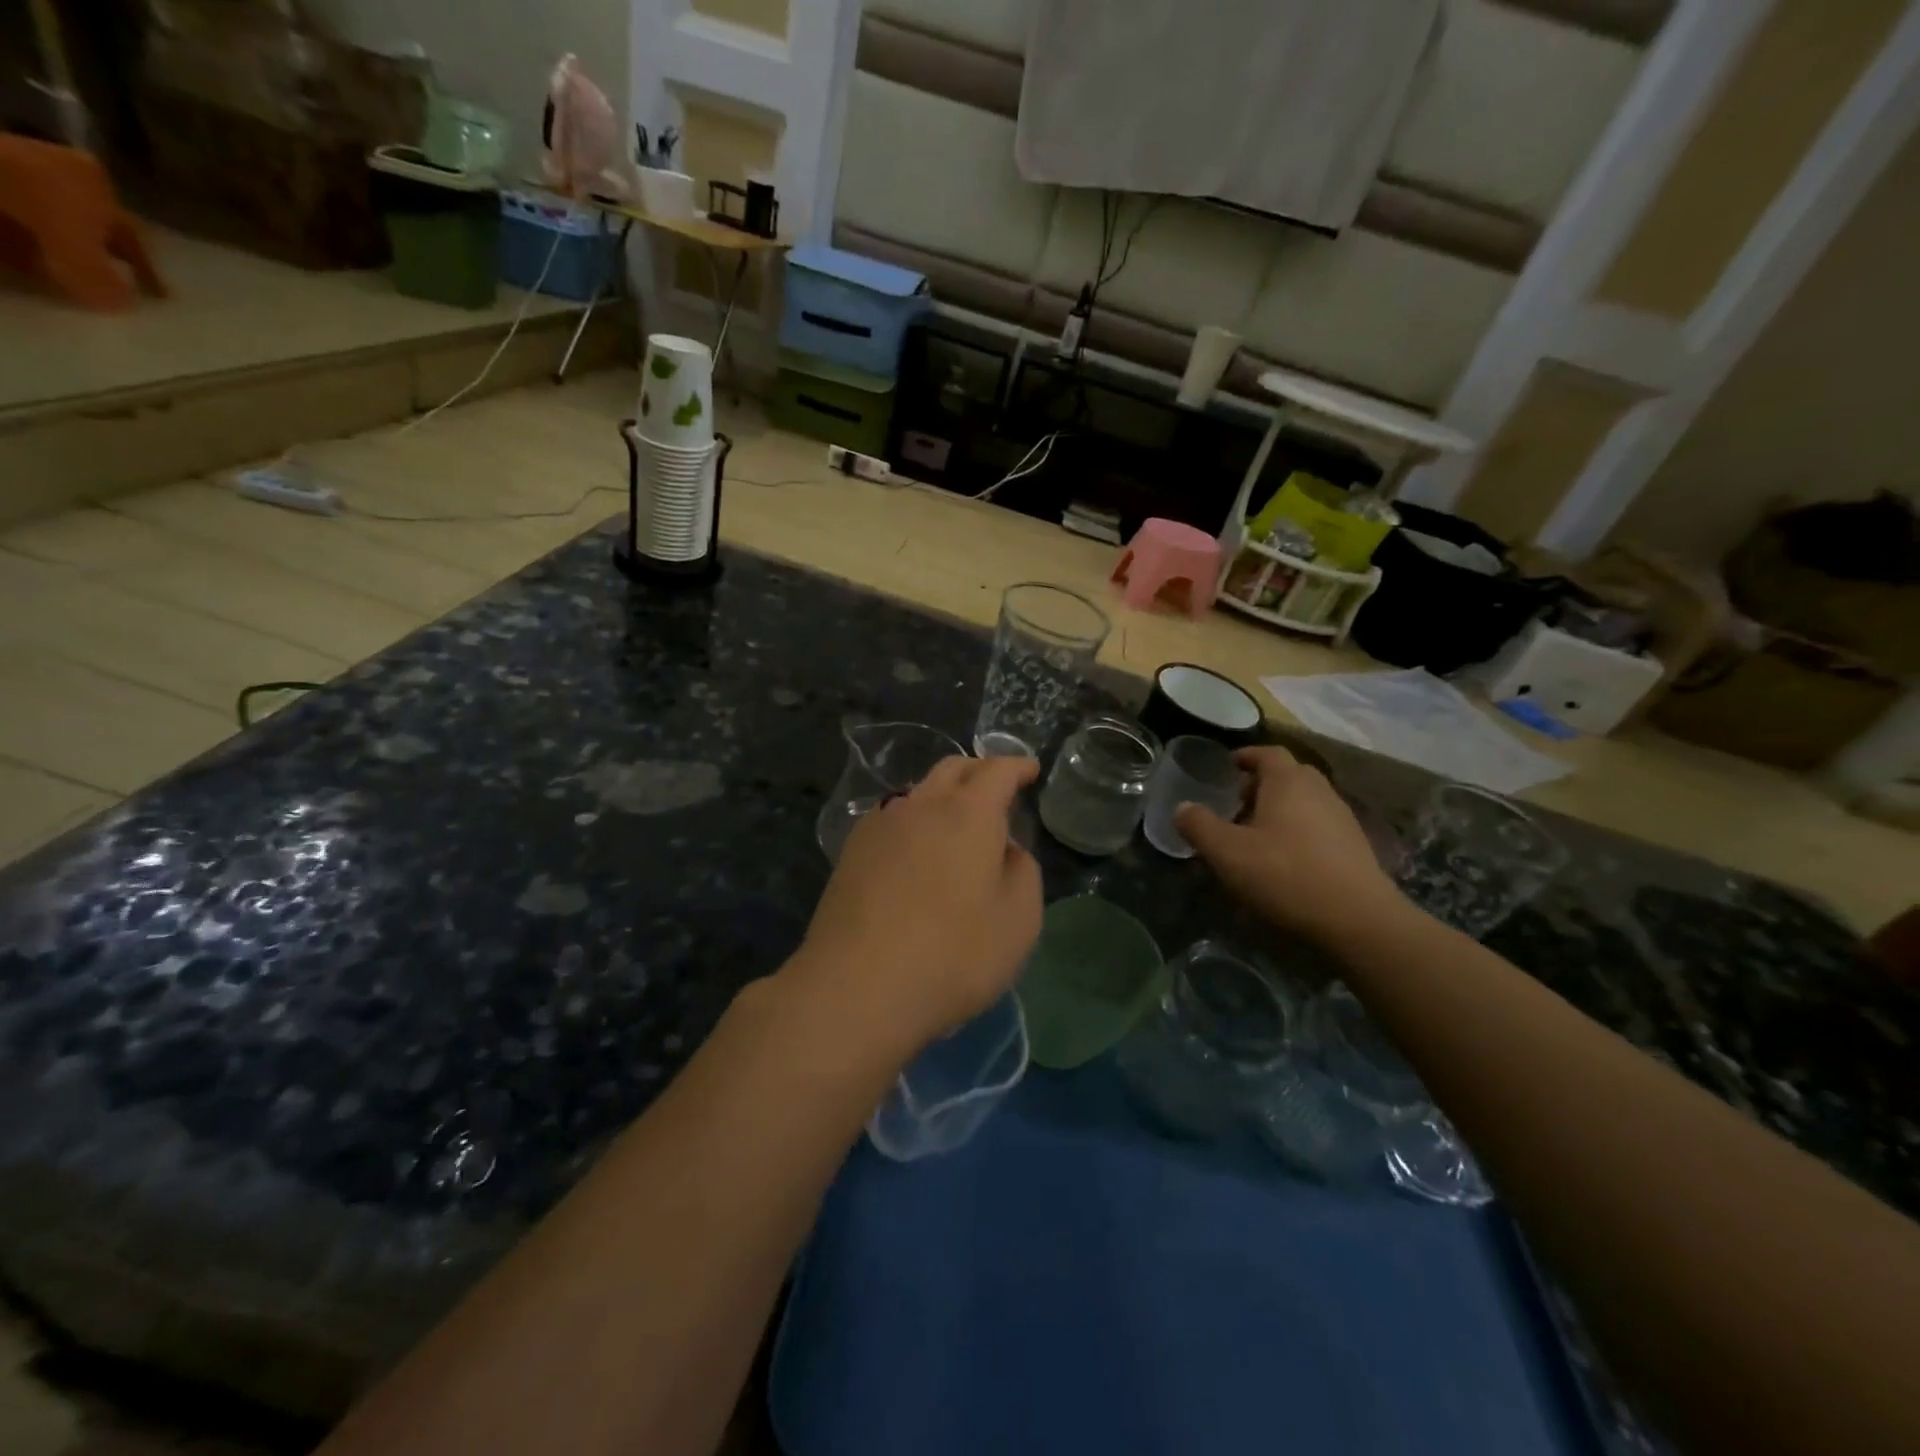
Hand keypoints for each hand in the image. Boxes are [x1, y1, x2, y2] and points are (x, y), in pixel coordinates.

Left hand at [789, 755, 1043, 1056]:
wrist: (856, 986)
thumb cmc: (952, 954)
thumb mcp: (1018, 921)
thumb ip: (1022, 873)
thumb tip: (1005, 850)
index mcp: (968, 813)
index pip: (997, 771)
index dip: (1017, 766)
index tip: (1031, 770)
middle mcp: (921, 806)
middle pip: (952, 769)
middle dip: (979, 771)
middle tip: (997, 788)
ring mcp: (880, 826)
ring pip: (919, 792)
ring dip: (944, 796)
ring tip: (957, 822)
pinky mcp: (851, 852)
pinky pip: (892, 819)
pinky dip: (915, 820)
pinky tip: (916, 850)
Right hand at [1175, 745, 1405, 949]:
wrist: (1358, 920)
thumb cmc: (1285, 875)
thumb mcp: (1227, 852)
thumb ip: (1199, 826)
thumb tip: (1182, 808)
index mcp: (1288, 782)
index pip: (1267, 753)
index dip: (1246, 756)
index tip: (1228, 766)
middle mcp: (1319, 791)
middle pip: (1288, 775)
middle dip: (1261, 784)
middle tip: (1236, 804)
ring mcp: (1342, 818)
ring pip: (1305, 801)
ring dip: (1280, 810)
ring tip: (1256, 835)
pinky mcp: (1355, 847)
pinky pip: (1319, 826)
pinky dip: (1298, 831)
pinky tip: (1284, 860)